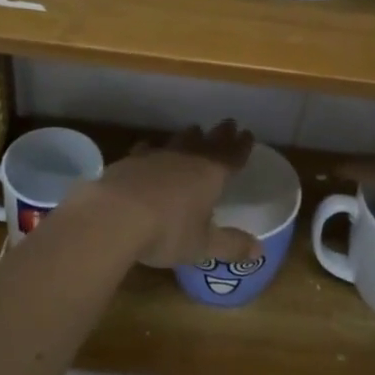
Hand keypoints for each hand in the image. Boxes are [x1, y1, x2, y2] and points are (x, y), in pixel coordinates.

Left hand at [90, 120, 260, 268]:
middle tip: (228, 123)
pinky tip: (149, 149)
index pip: (232, 156)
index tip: (248, 134)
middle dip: (220, 134)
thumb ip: (230, 245)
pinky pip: (147, 150)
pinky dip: (152, 149)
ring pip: (179, 141)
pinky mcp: (130, 161)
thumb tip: (260, 251)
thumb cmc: (167, 231)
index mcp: (211, 175)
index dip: (241, 146)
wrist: (114, 215)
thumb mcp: (202, 245)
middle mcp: (187, 159)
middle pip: (208, 142)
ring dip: (189, 136)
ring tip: (195, 129)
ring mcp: (156, 157)